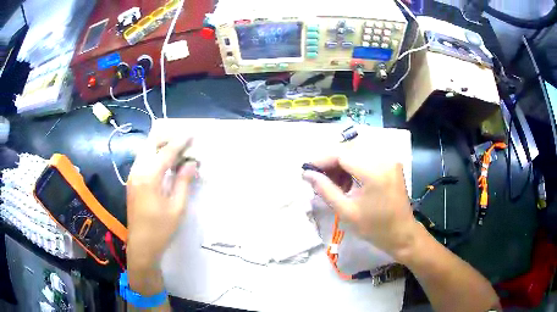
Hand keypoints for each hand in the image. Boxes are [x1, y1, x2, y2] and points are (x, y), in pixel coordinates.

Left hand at [126, 136, 197, 268]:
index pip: (166, 152)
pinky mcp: (131, 182)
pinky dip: (154, 155)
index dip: (180, 142)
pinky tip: (164, 163)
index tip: (191, 134)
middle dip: (167, 139)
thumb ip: (183, 182)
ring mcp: (132, 176)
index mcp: (149, 177)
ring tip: (176, 149)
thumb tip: (191, 163)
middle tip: (184, 141)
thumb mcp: (177, 207)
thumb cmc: (160, 229)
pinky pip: (142, 160)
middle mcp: (137, 171)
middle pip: (151, 145)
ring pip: (145, 151)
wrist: (141, 246)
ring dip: (160, 146)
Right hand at [302, 154, 418, 259]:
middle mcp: (384, 159)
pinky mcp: (391, 164)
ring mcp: (389, 160)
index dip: (322, 160)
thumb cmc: (375, 228)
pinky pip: (367, 158)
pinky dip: (353, 166)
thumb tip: (307, 174)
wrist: (402, 233)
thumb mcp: (346, 211)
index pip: (342, 155)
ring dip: (341, 165)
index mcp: (374, 172)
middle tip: (317, 178)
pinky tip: (347, 181)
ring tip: (332, 183)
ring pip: (357, 153)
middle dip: (330, 163)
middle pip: (349, 151)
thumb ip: (325, 189)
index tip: (306, 169)